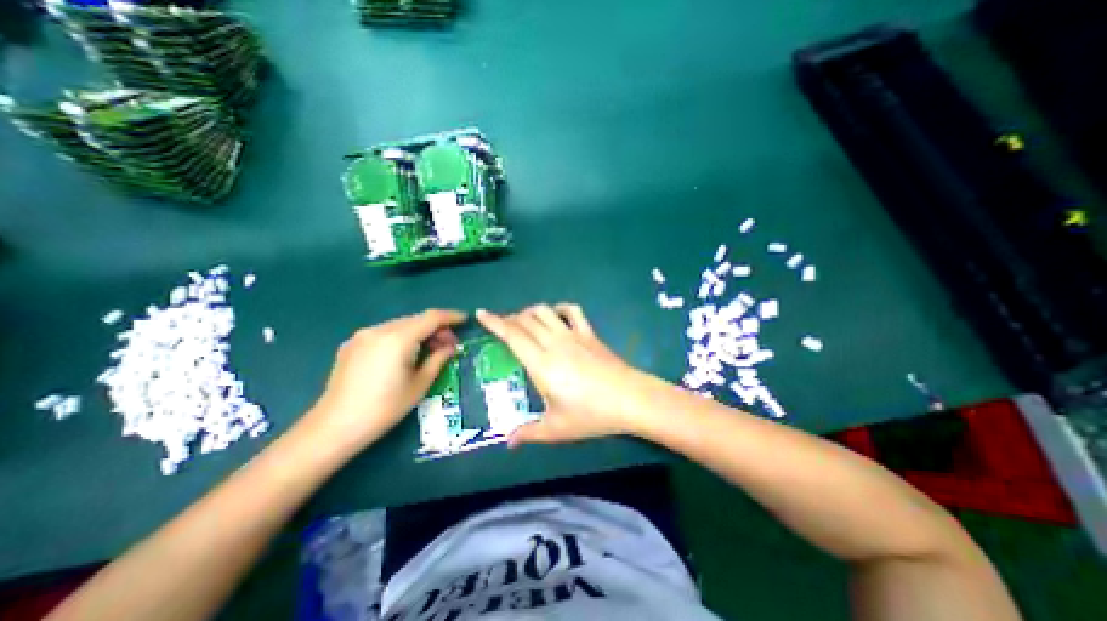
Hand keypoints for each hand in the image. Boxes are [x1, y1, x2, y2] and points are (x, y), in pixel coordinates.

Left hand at [300, 309, 464, 450]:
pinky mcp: (352, 344)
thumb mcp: (419, 384)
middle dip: (435, 328)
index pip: (431, 318)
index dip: (450, 317)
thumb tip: (450, 347)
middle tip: (449, 344)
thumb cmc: (385, 408)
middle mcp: (379, 330)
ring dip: (419, 332)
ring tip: (429, 350)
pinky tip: (405, 354)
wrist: (335, 426)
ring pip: (400, 325)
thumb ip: (438, 359)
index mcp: (398, 338)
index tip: (464, 320)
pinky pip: (385, 333)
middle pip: (416, 320)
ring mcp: (363, 335)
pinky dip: (401, 337)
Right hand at [475, 302, 650, 444]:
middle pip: (526, 321)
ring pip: (545, 312)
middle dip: (509, 318)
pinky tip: (556, 315)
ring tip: (524, 321)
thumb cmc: (591, 415)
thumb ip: (529, 433)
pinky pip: (573, 311)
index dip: (495, 322)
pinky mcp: (589, 334)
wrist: (630, 399)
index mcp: (541, 364)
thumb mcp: (556, 429)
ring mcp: (573, 335)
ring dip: (530, 312)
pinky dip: (560, 308)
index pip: (512, 335)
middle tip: (502, 326)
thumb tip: (508, 442)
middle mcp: (554, 343)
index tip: (481, 313)